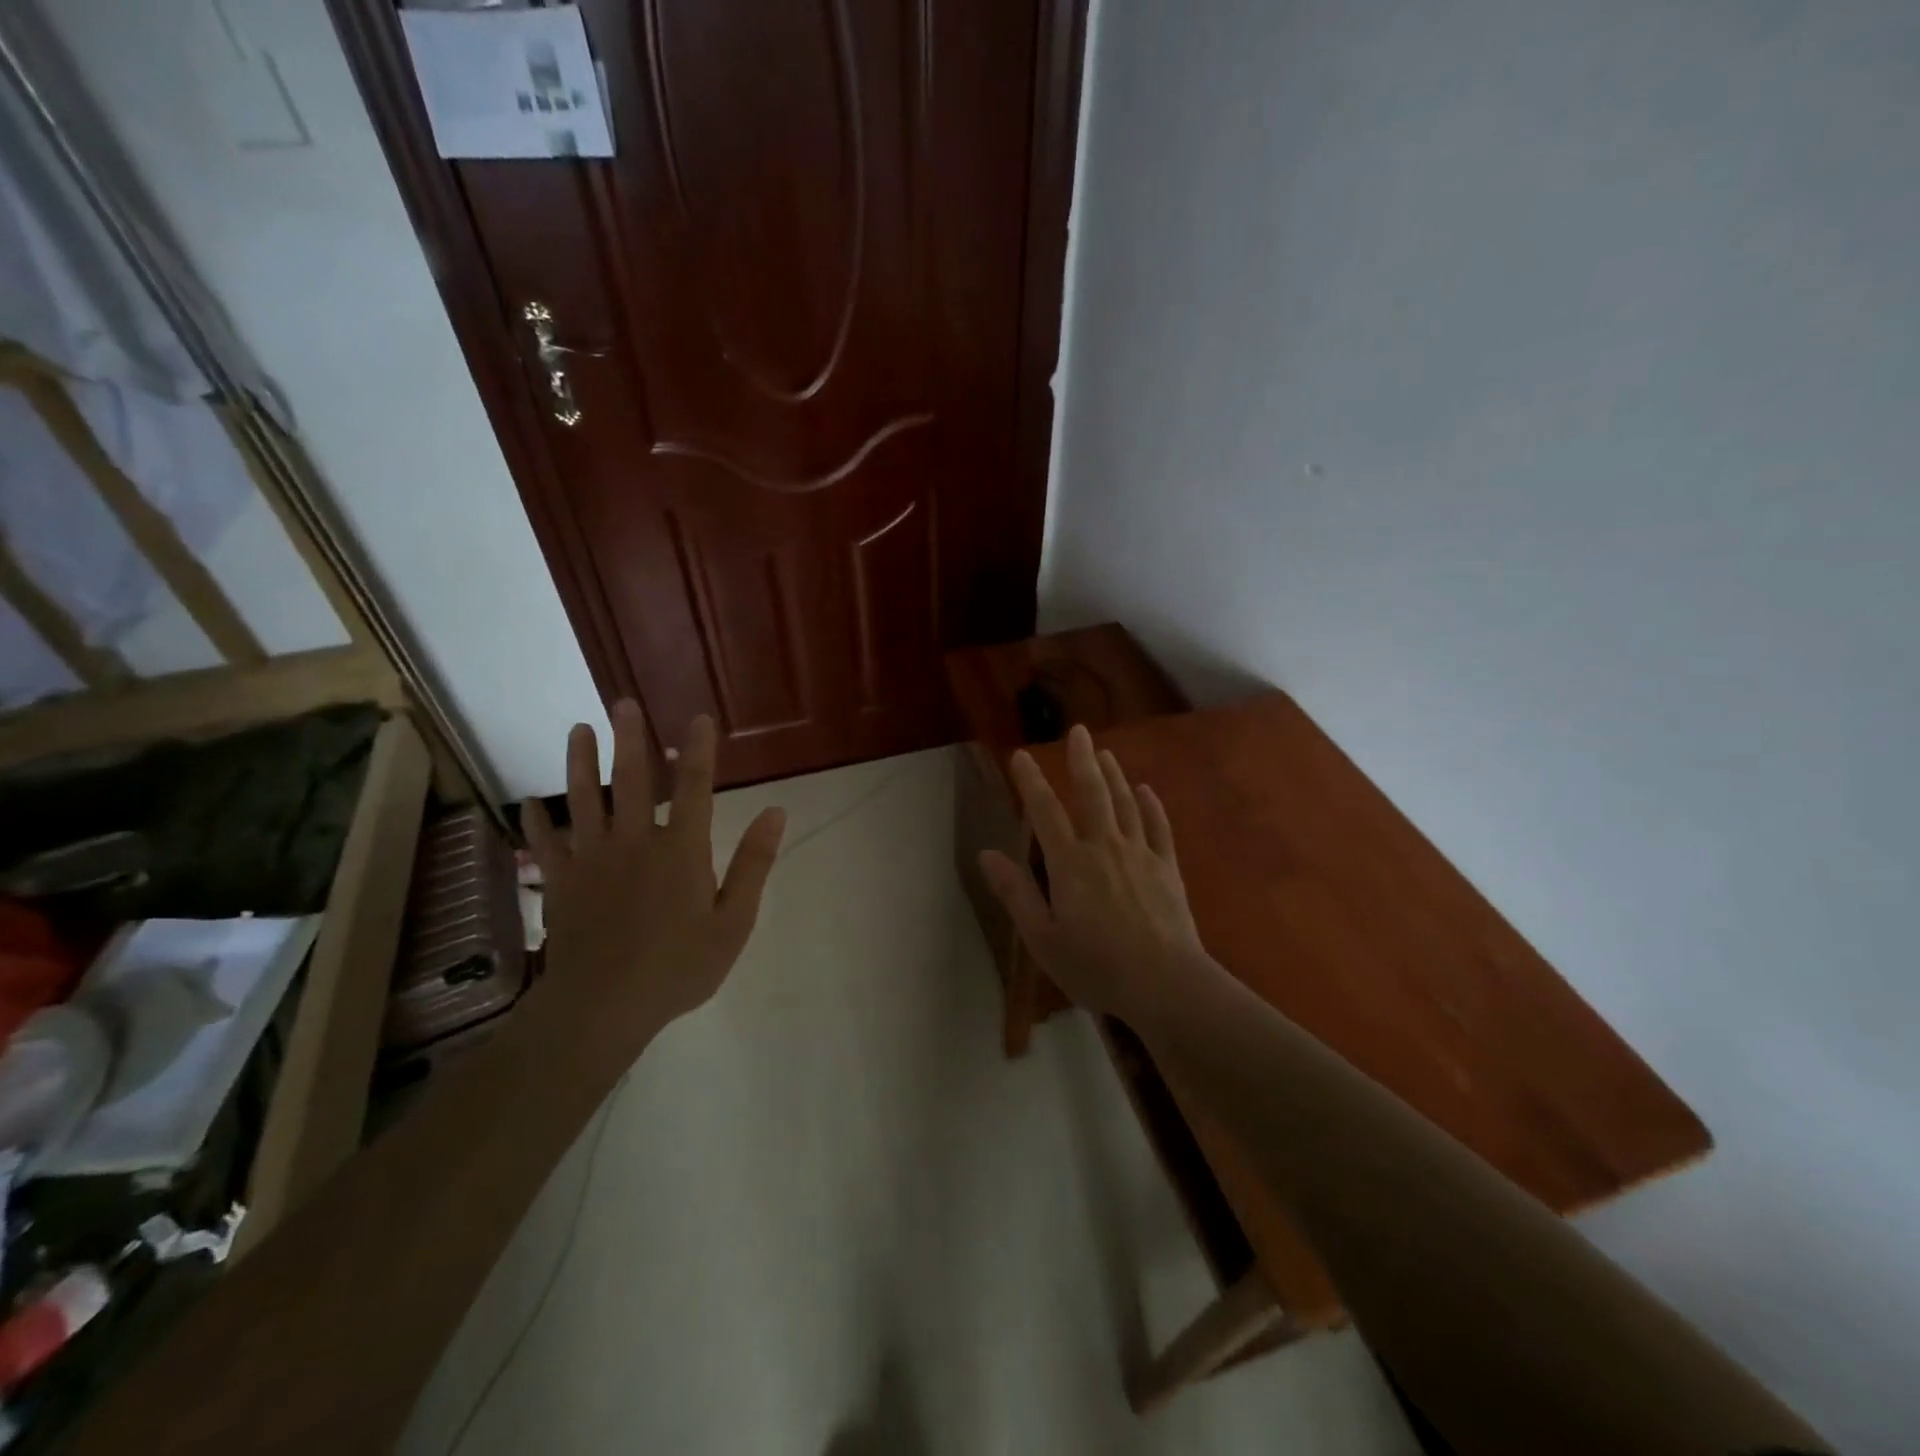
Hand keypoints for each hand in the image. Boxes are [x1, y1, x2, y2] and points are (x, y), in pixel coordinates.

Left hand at [524, 702, 785, 1052]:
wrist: (602, 1007)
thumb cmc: (678, 967)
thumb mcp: (733, 922)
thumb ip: (753, 864)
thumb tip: (775, 812)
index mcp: (681, 849)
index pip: (696, 787)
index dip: (700, 750)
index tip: (699, 719)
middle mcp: (636, 841)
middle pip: (633, 780)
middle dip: (630, 739)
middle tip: (622, 704)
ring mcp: (592, 859)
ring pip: (586, 800)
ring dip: (581, 762)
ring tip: (578, 729)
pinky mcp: (561, 882)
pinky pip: (545, 844)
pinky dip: (537, 822)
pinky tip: (529, 803)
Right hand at [981, 724, 1206, 1026]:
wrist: (1165, 984)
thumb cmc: (1096, 966)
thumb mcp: (1042, 938)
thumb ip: (1015, 893)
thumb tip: (987, 854)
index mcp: (1070, 864)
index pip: (1044, 812)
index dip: (1030, 782)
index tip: (1020, 755)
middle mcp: (1104, 847)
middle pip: (1092, 794)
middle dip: (1082, 760)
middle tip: (1078, 730)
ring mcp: (1140, 855)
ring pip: (1125, 804)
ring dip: (1114, 775)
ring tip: (1105, 752)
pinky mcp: (1167, 869)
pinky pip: (1159, 828)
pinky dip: (1152, 806)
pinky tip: (1147, 790)